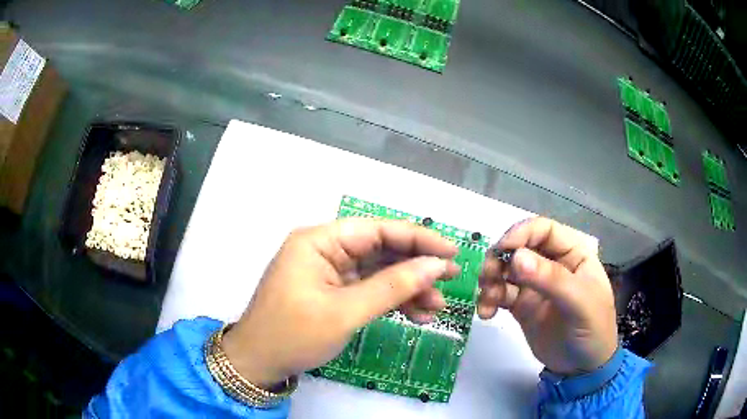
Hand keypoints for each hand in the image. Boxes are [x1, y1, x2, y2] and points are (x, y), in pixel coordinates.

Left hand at [222, 219, 459, 387]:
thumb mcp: (345, 312)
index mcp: (319, 241)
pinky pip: (369, 290)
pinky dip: (392, 301)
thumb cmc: (294, 335)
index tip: (451, 251)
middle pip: (381, 250)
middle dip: (416, 267)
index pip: (377, 229)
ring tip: (436, 306)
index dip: (417, 239)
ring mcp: (329, 272)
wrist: (259, 363)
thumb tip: (435, 266)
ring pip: (379, 272)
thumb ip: (392, 286)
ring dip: (408, 288)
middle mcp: (325, 250)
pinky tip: (416, 314)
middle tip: (451, 280)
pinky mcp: (333, 292)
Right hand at [477, 217, 617, 374]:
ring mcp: (535, 285)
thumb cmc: (592, 329)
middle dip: (499, 258)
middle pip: (519, 247)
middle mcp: (552, 263)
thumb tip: (516, 258)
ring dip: (490, 280)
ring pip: (505, 269)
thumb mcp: (579, 302)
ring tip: (487, 301)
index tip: (502, 250)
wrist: (582, 368)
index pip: (543, 230)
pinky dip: (488, 299)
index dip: (521, 233)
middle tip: (487, 277)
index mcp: (572, 253)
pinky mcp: (521, 305)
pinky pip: (500, 294)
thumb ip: (551, 279)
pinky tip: (486, 313)